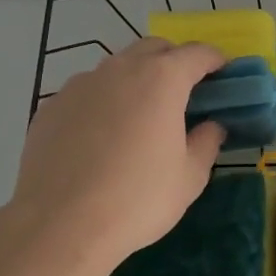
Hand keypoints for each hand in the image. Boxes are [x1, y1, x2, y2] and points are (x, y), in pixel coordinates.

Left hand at [0, 39, 228, 275]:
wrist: (59, 226)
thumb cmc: (137, 200)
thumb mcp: (190, 177)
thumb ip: (206, 142)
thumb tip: (211, 126)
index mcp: (162, 79)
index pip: (198, 53)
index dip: (215, 60)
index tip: (223, 75)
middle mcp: (120, 70)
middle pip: (154, 48)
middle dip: (175, 61)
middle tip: (185, 93)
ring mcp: (80, 85)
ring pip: (117, 67)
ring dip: (136, 79)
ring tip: (141, 117)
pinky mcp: (51, 106)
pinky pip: (87, 92)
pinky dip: (103, 102)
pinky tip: (101, 137)